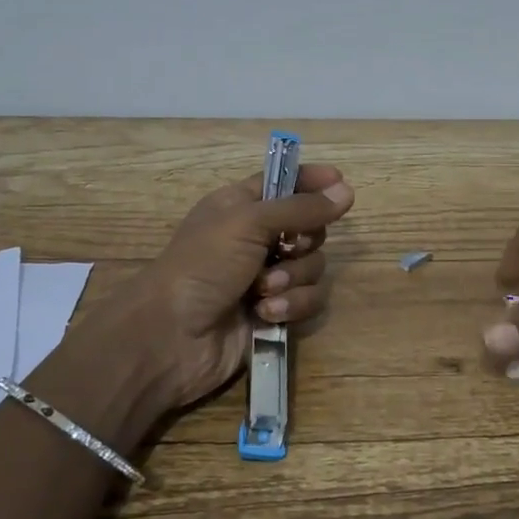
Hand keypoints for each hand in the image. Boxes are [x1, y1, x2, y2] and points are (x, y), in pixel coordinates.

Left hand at [118, 164, 354, 412]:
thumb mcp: (249, 223)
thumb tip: (347, 190)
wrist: (171, 337)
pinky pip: (309, 300)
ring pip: (314, 267)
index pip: (285, 183)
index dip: (311, 181)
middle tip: (284, 249)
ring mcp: (266, 278)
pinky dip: (292, 306)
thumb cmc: (203, 265)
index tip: (340, 183)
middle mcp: (256, 239)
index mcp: (242, 207)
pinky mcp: (275, 312)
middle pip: (309, 228)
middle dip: (304, 242)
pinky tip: (266, 314)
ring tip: (263, 292)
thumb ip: (301, 207)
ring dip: (293, 279)